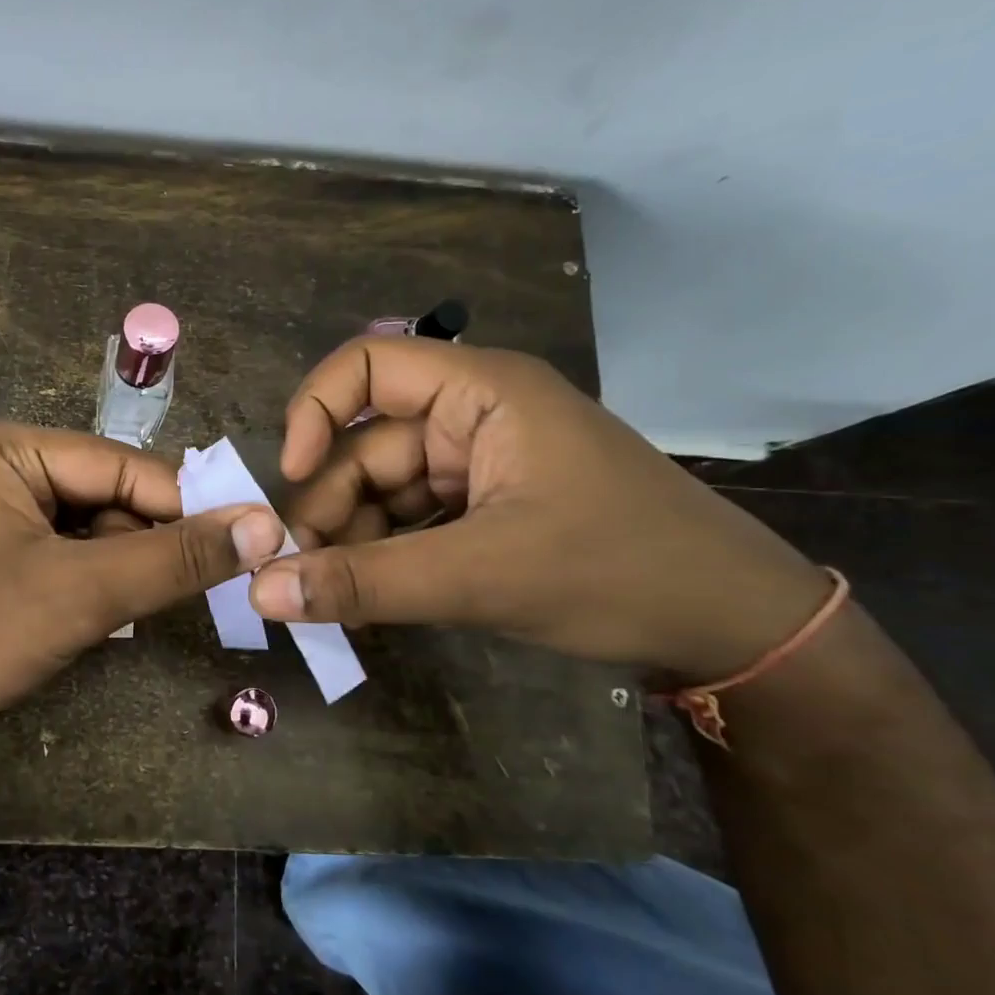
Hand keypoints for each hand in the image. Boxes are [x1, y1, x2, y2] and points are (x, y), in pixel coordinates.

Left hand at [0, 420, 284, 745]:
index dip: (187, 506)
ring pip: (84, 528)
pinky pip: (55, 553)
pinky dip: (85, 582)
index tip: (249, 544)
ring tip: (132, 612)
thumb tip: (265, 524)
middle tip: (199, 591)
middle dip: (145, 543)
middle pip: (104, 494)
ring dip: (116, 568)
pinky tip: (92, 616)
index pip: (124, 465)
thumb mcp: (82, 592)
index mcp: (8, 446)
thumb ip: (174, 557)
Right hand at [246, 339, 832, 683]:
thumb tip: (261, 592)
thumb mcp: (480, 577)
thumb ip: (364, 582)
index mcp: (483, 392)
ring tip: (338, 602)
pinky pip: (409, 523)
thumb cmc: (617, 572)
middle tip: (305, 579)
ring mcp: (479, 466)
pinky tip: (371, 601)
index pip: (368, 366)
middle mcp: (473, 417)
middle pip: (366, 446)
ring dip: (353, 544)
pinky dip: (384, 558)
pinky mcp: (484, 510)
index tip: (293, 479)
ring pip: (382, 492)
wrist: (732, 628)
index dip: (316, 412)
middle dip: (332, 510)